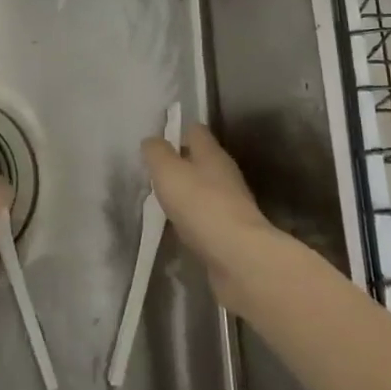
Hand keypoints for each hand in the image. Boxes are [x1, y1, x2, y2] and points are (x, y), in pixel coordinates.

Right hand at [141, 122, 279, 308]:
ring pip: (204, 190)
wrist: (239, 258)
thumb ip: (156, 153)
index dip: (177, 131)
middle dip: (180, 164)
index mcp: (212, 154)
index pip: (196, 131)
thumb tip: (151, 141)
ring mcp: (231, 205)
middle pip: (201, 160)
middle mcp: (225, 174)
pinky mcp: (231, 233)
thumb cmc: (201, 205)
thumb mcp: (168, 172)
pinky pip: (207, 219)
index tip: (157, 142)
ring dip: (186, 194)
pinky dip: (193, 221)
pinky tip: (177, 229)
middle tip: (154, 173)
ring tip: (161, 202)